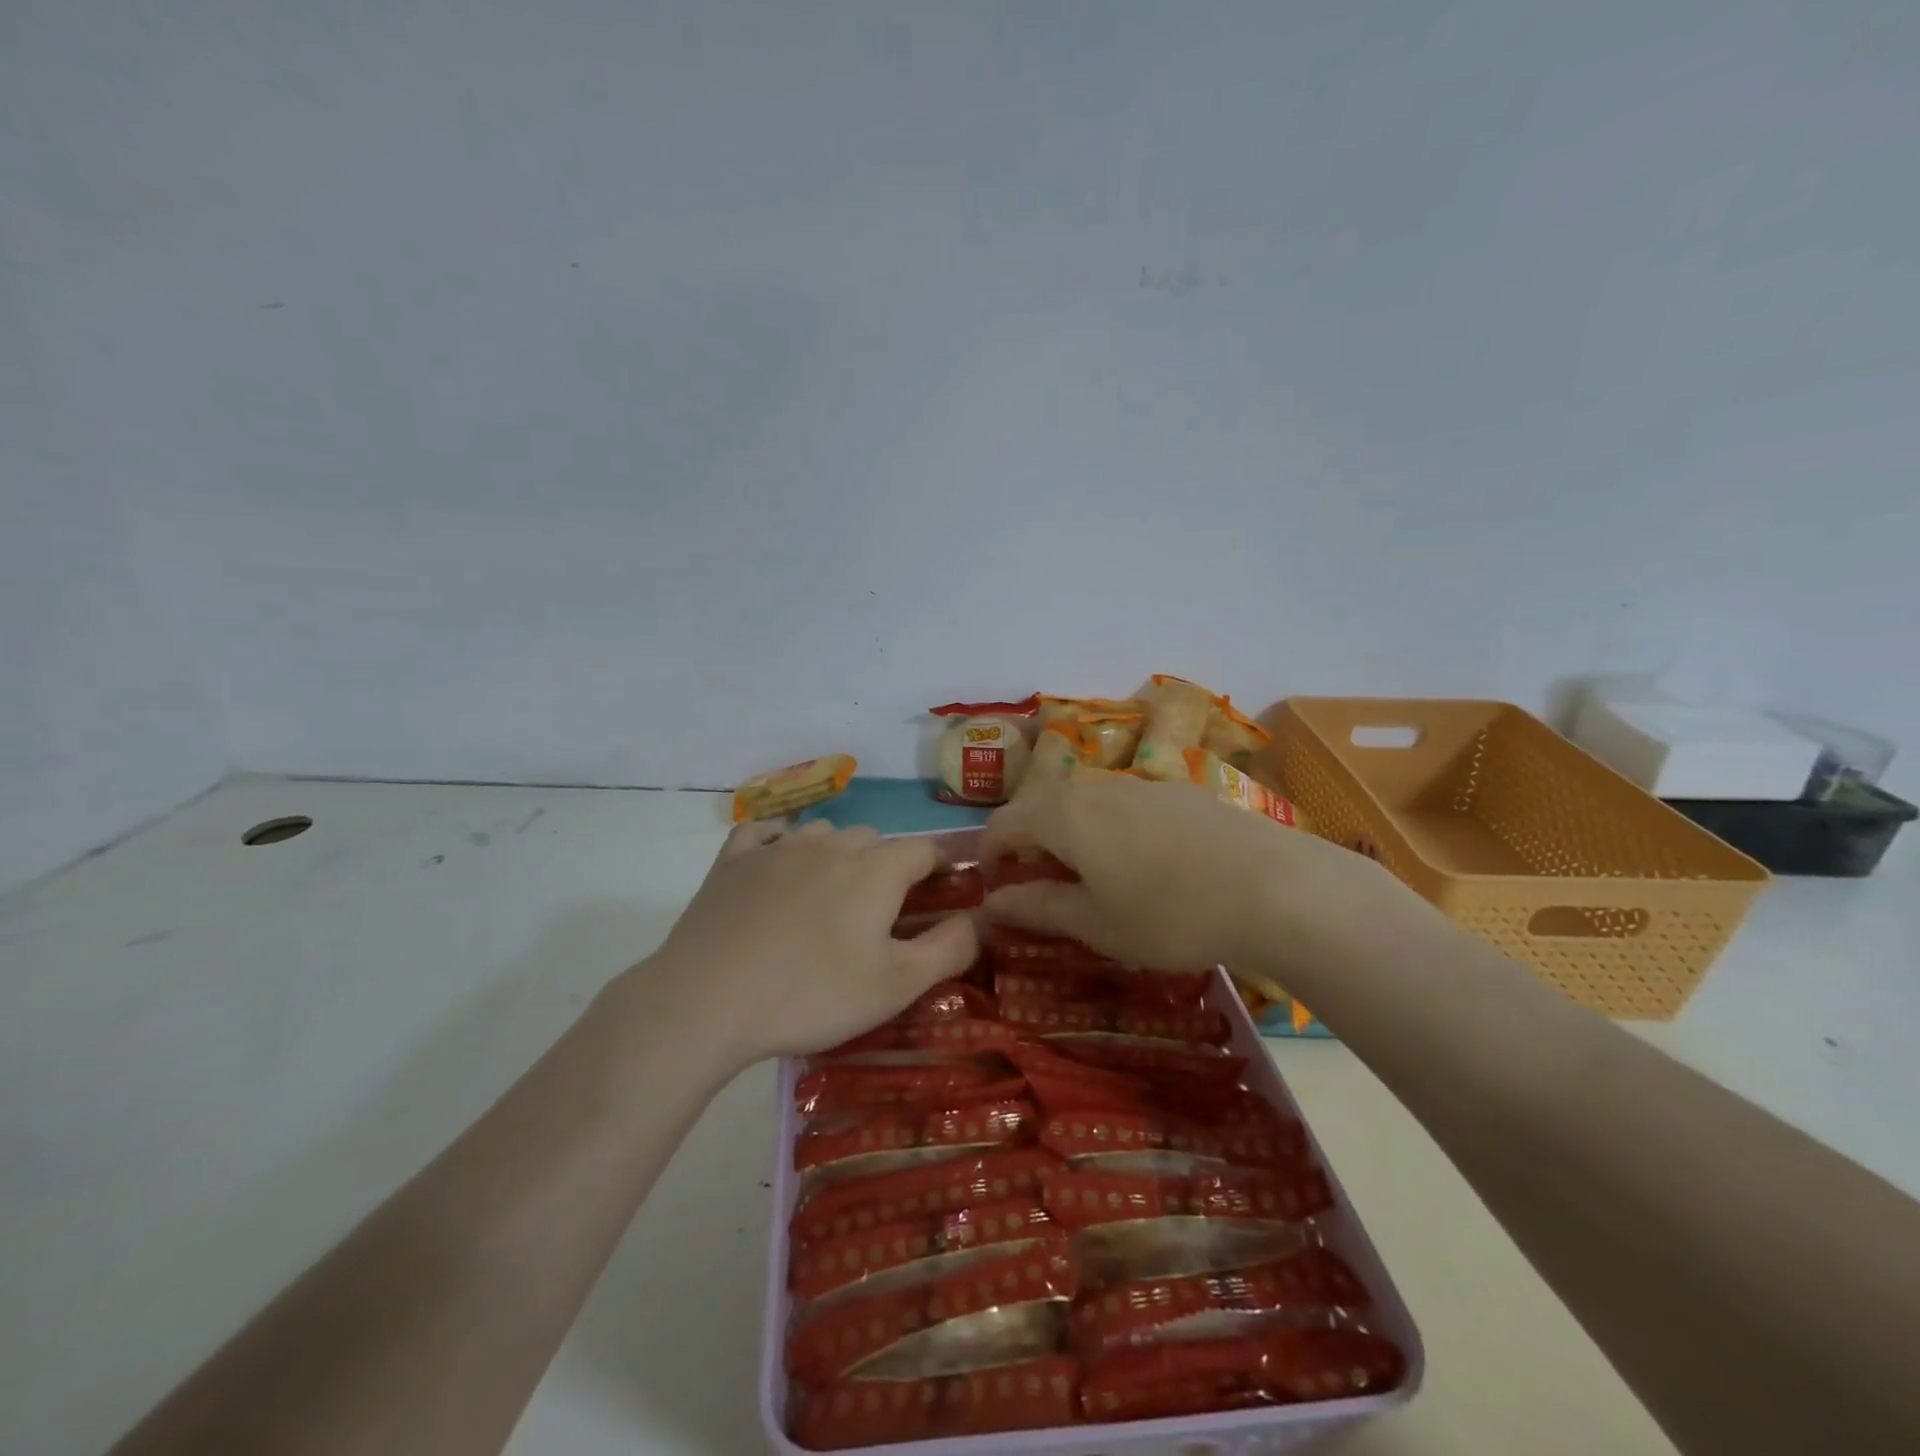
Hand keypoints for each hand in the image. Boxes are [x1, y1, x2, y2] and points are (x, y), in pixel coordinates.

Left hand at [644, 821, 978, 1067]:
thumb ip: (948, 948)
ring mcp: (779, 847)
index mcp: (876, 869)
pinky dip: (779, 846)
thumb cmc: (813, 994)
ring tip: (828, 899)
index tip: (943, 892)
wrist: (708, 999)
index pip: (924, 850)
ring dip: (836, 856)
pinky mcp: (734, 860)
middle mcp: (832, 843)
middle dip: (887, 867)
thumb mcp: (896, 984)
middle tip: (880, 913)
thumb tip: (979, 918)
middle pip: (874, 841)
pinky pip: (766, 835)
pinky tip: (774, 870)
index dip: (940, 868)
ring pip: (824, 834)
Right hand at [983, 770, 1402, 974]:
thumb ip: (1036, 907)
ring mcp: (1141, 783)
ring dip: (1069, 834)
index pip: (1002, 824)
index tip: (996, 892)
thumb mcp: (1095, 923)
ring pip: (1084, 802)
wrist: (1275, 887)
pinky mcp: (1179, 791)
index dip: (989, 858)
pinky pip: (1123, 804)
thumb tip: (990, 903)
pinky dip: (1109, 829)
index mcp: (1062, 815)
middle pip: (1041, 806)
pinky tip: (1143, 864)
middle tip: (1040, 887)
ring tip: (1091, 877)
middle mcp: (1094, 787)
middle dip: (1028, 844)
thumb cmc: (1169, 913)